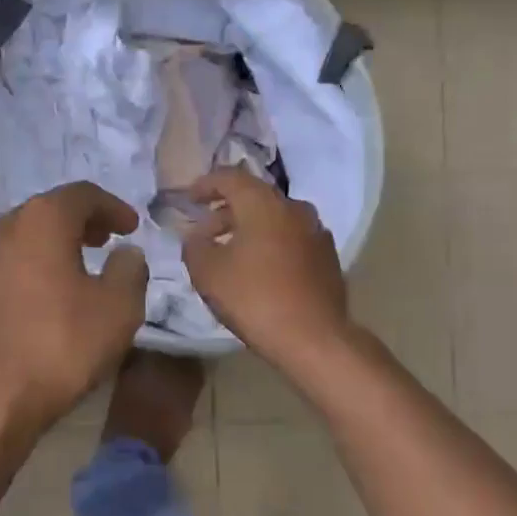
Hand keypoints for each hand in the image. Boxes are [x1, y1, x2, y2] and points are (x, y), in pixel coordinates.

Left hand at [0, 182, 149, 439]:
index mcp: (41, 220)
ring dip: (47, 250)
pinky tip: (35, 303)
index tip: (130, 226)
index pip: (82, 194)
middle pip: (44, 213)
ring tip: (70, 273)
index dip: (112, 207)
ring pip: (17, 241)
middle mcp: (0, 228)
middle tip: (101, 242)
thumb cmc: (57, 346)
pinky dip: (22, 274)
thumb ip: (130, 271)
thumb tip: (126, 253)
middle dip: (77, 224)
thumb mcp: (118, 310)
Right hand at [182, 169, 350, 364]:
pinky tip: (260, 268)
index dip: (206, 184)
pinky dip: (271, 243)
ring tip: (230, 251)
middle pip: (254, 197)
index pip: (230, 177)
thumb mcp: (207, 272)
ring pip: (275, 218)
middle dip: (226, 209)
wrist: (314, 338)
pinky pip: (291, 238)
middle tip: (205, 229)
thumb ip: (194, 245)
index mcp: (263, 203)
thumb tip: (197, 235)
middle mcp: (293, 207)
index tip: (189, 199)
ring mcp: (316, 231)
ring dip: (249, 227)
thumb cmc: (254, 298)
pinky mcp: (327, 256)